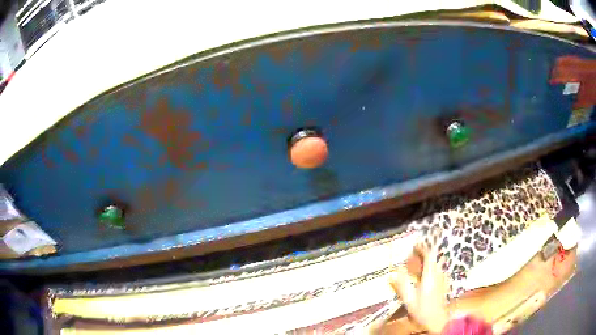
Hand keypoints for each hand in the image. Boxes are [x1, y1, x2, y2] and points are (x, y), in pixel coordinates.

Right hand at [388, 244, 450, 333]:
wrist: (437, 320)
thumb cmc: (422, 310)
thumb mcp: (409, 299)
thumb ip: (402, 285)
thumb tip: (392, 273)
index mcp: (430, 276)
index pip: (429, 256)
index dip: (422, 249)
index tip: (414, 246)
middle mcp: (438, 274)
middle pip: (433, 259)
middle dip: (423, 255)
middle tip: (412, 256)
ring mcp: (442, 279)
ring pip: (435, 265)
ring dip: (427, 262)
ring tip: (416, 265)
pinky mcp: (443, 284)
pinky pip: (437, 271)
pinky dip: (430, 269)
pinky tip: (423, 276)